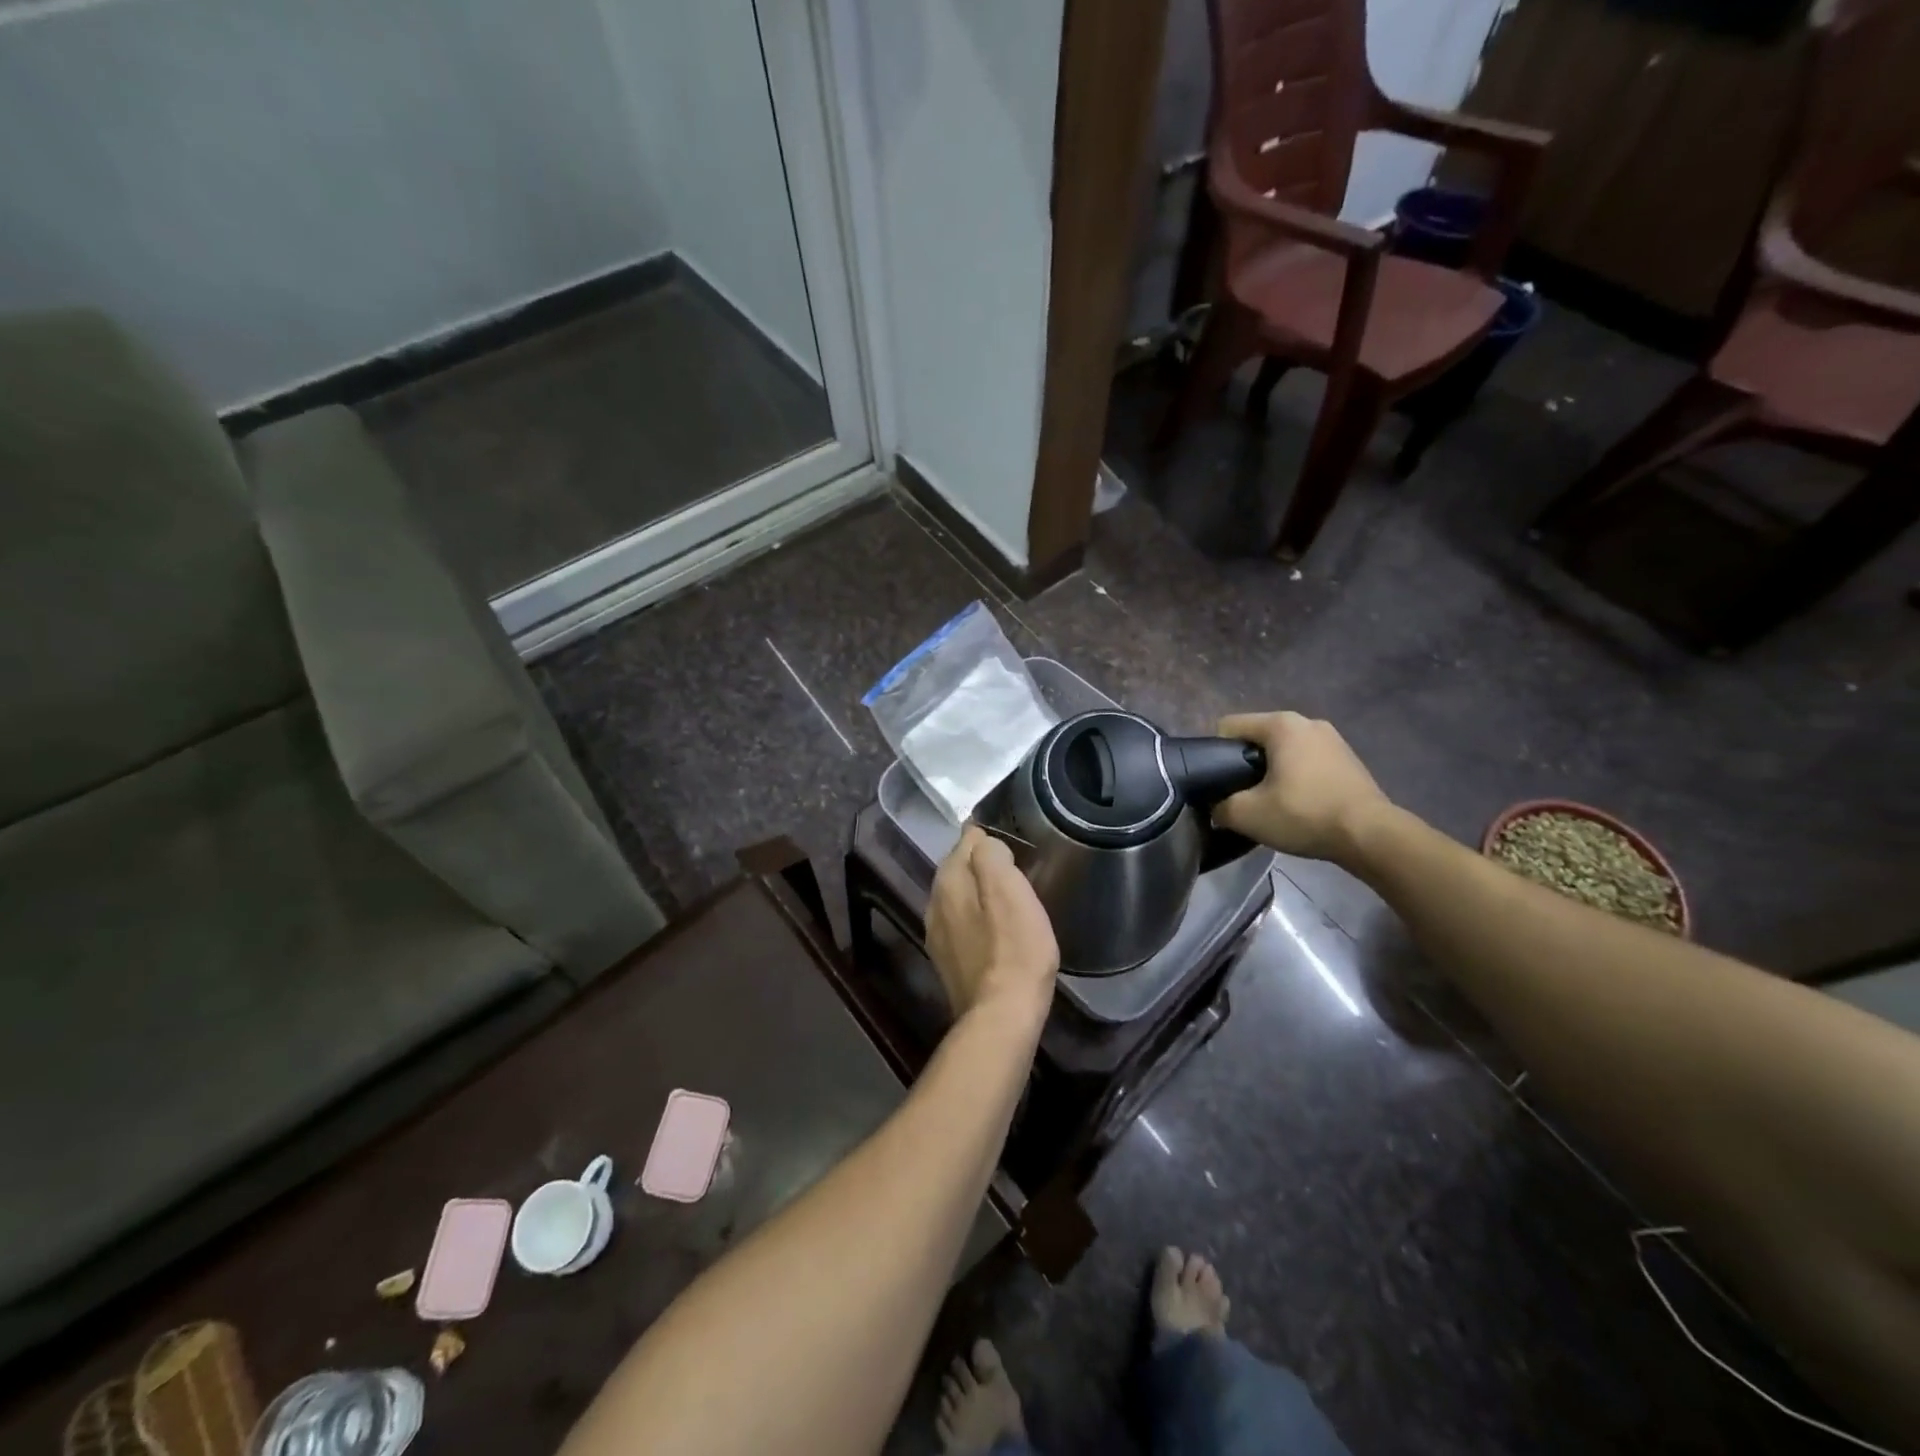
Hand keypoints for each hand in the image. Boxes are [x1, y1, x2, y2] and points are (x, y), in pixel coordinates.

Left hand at [927, 826, 1058, 1024]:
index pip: (965, 841)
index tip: (1012, 846)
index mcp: (948, 882)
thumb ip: (990, 856)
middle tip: (1015, 869)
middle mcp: (933, 904)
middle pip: (959, 870)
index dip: (989, 839)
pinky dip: (978, 920)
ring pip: (959, 899)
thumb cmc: (1014, 949)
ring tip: (1009, 899)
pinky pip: (962, 925)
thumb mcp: (1009, 889)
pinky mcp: (947, 961)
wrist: (1001, 1017)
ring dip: (980, 894)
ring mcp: (937, 935)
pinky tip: (998, 931)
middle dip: (982, 865)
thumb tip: (981, 840)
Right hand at [1213, 712, 1392, 865]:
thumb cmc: (1304, 814)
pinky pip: (1307, 762)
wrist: (1371, 836)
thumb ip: (1219, 806)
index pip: (1228, 727)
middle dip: (1245, 764)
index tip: (1221, 784)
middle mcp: (1307, 722)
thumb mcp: (1247, 815)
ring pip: (1284, 751)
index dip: (1215, 754)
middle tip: (1245, 798)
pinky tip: (1301, 805)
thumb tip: (1216, 806)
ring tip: (1274, 804)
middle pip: (1257, 738)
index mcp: (1281, 724)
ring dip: (1272, 772)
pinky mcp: (1348, 759)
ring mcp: (1332, 739)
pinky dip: (1298, 778)